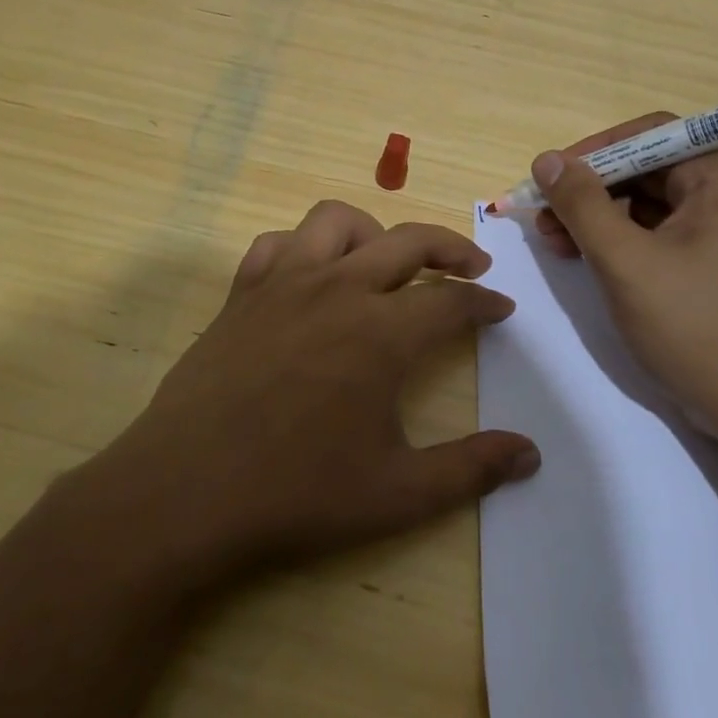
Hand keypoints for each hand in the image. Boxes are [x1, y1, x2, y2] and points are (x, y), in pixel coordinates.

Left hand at [90, 201, 541, 586]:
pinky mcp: (242, 293)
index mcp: (382, 333)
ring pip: (337, 222)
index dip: (485, 303)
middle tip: (472, 267)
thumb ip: (470, 469)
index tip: (501, 310)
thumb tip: (530, 454)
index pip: (451, 300)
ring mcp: (284, 283)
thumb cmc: (297, 494)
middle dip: (451, 247)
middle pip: (408, 241)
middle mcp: (338, 290)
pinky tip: (310, 277)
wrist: (187, 491)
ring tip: (387, 262)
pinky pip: (277, 244)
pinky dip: (303, 247)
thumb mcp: (398, 494)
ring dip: (375, 232)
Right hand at [531, 114, 717, 436]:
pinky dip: (624, 241)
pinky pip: (664, 234)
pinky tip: (587, 259)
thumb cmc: (693, 326)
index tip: (552, 176)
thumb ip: (582, 204)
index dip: (595, 150)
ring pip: (652, 204)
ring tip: (555, 241)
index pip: (652, 135)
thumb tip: (548, 160)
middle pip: (649, 169)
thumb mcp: (625, 261)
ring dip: (600, 217)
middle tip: (544, 216)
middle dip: (592, 189)